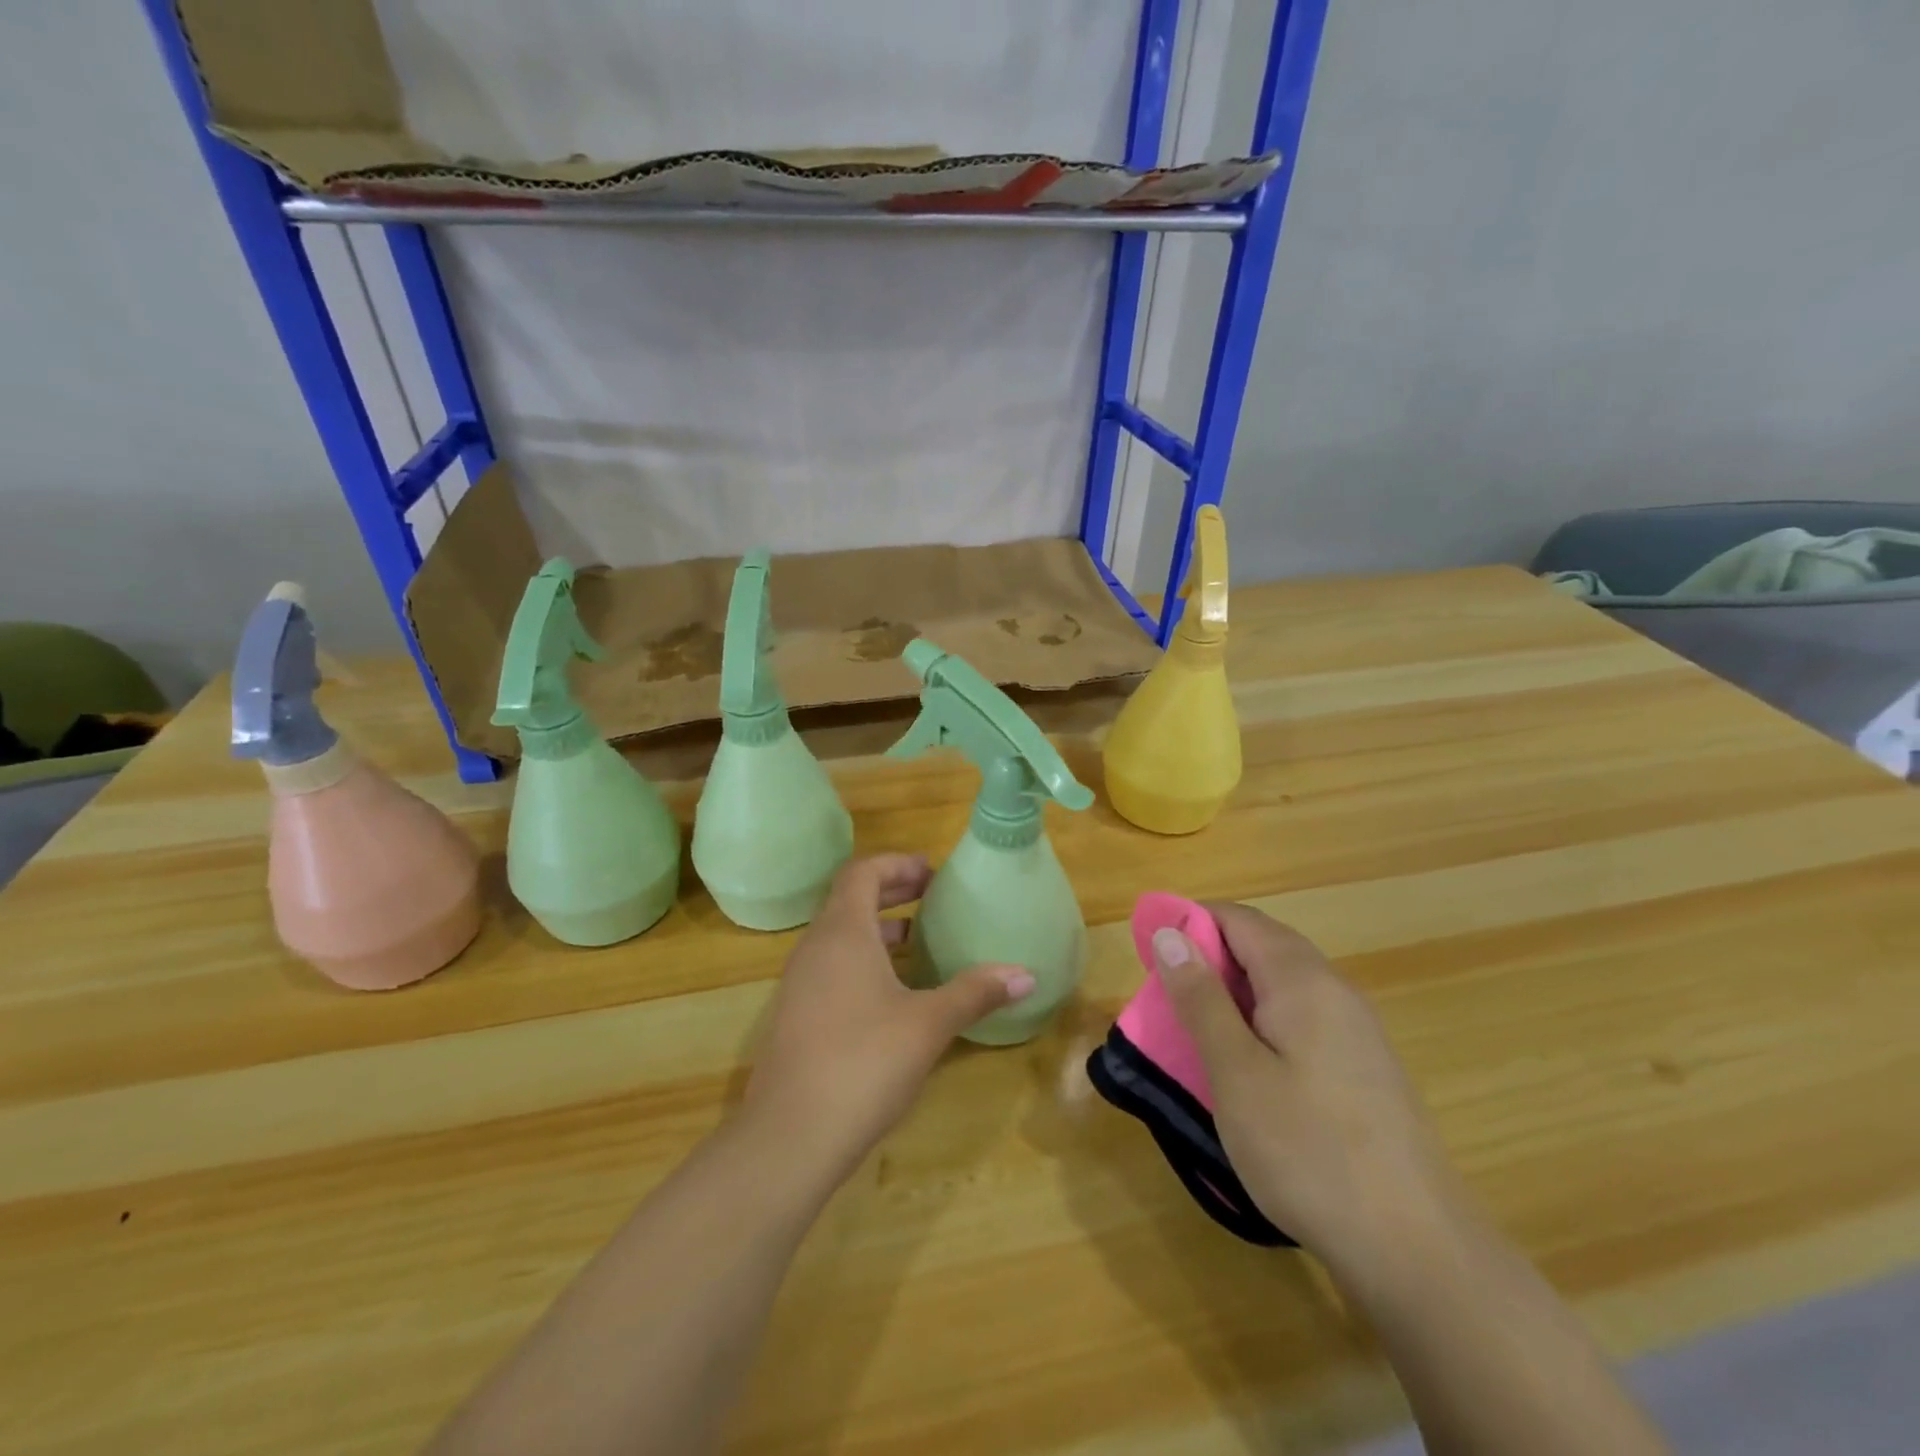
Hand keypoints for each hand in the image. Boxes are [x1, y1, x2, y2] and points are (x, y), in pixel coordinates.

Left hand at [742, 854, 1033, 1174]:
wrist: (790, 1137)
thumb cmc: (864, 1062)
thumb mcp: (929, 1024)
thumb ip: (974, 992)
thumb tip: (1026, 974)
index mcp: (842, 932)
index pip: (862, 872)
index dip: (897, 864)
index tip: (933, 875)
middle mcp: (814, 948)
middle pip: (850, 900)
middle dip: (892, 892)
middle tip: (932, 899)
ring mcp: (798, 984)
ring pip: (839, 937)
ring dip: (878, 930)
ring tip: (919, 944)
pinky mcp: (795, 1018)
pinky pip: (831, 968)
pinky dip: (863, 962)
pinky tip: (892, 996)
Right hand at [1152, 903, 1466, 1274]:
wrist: (1415, 1249)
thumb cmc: (1308, 1151)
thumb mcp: (1236, 1072)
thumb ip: (1201, 998)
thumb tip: (1170, 933)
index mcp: (1302, 980)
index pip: (1238, 919)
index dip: (1189, 923)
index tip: (1148, 954)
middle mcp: (1334, 990)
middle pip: (1262, 944)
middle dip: (1208, 958)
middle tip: (1165, 998)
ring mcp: (1355, 1029)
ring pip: (1281, 983)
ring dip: (1232, 992)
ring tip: (1196, 1032)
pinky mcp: (1363, 1066)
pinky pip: (1300, 1016)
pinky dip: (1260, 1021)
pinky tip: (1246, 1065)